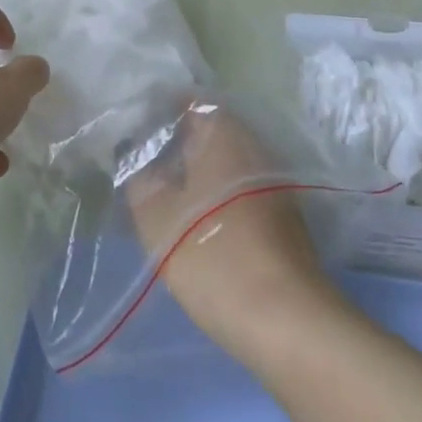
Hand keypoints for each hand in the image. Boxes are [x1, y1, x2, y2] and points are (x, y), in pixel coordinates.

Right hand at [126, 103, 341, 357]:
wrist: (286, 319)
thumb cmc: (213, 255)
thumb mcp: (156, 217)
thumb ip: (141, 180)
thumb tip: (138, 158)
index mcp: (224, 134)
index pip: (191, 101)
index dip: (161, 109)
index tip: (136, 126)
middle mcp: (255, 147)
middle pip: (211, 133)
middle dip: (178, 143)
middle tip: (144, 161)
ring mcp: (275, 183)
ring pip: (227, 163)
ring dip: (198, 172)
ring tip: (164, 192)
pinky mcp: (284, 218)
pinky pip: (241, 191)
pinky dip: (218, 196)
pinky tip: (196, 220)